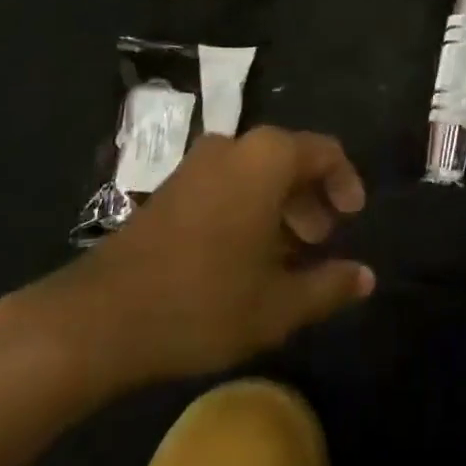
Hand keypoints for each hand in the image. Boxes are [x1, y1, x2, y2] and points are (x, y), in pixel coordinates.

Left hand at [19, 127, 374, 397]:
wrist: (99, 318)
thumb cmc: (202, 300)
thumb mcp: (278, 304)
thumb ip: (329, 286)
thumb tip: (366, 277)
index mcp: (267, 158)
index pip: (325, 151)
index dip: (346, 182)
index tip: (353, 218)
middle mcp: (234, 147)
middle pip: (290, 159)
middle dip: (311, 199)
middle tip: (320, 242)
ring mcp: (197, 165)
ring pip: (257, 173)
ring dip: (280, 207)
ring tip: (286, 256)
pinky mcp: (171, 188)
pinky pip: (227, 184)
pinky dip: (248, 209)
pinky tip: (244, 258)